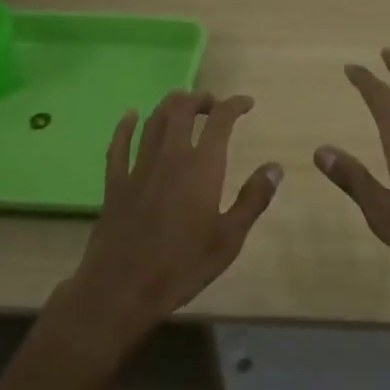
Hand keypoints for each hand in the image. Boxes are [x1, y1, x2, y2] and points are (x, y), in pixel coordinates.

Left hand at [53, 92, 281, 359]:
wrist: (121, 289)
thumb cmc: (182, 265)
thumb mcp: (229, 238)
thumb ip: (253, 199)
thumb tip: (275, 167)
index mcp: (202, 165)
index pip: (221, 119)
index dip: (235, 105)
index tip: (247, 104)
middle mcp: (170, 155)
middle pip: (183, 109)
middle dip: (200, 99)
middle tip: (213, 104)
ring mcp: (139, 167)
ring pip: (154, 120)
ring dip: (170, 105)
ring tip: (183, 105)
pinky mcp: (115, 183)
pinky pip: (118, 145)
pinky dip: (125, 126)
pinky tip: (130, 116)